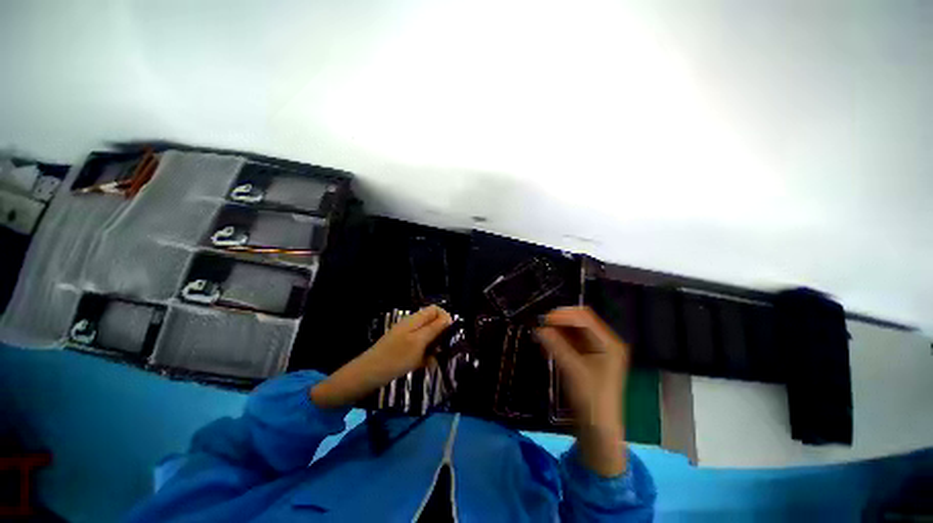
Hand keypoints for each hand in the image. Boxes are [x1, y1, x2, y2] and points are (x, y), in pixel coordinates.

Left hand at [311, 306, 452, 408]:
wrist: (368, 375)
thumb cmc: (396, 357)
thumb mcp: (419, 342)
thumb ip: (435, 328)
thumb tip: (449, 318)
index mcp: (415, 319)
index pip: (436, 309)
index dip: (445, 318)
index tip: (449, 334)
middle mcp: (412, 325)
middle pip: (433, 323)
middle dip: (441, 335)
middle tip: (444, 350)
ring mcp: (407, 336)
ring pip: (428, 337)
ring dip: (434, 347)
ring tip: (434, 361)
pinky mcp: (404, 348)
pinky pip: (420, 347)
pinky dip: (425, 355)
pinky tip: (426, 366)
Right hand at [536, 306, 629, 475]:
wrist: (598, 428)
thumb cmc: (591, 400)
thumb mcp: (573, 370)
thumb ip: (556, 346)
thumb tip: (538, 328)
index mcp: (609, 342)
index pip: (585, 317)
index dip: (564, 315)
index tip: (544, 319)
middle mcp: (605, 341)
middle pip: (580, 321)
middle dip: (560, 321)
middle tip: (541, 325)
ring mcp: (597, 348)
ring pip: (574, 329)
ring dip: (558, 329)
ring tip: (542, 333)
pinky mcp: (588, 355)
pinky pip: (572, 339)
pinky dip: (559, 338)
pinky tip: (548, 342)